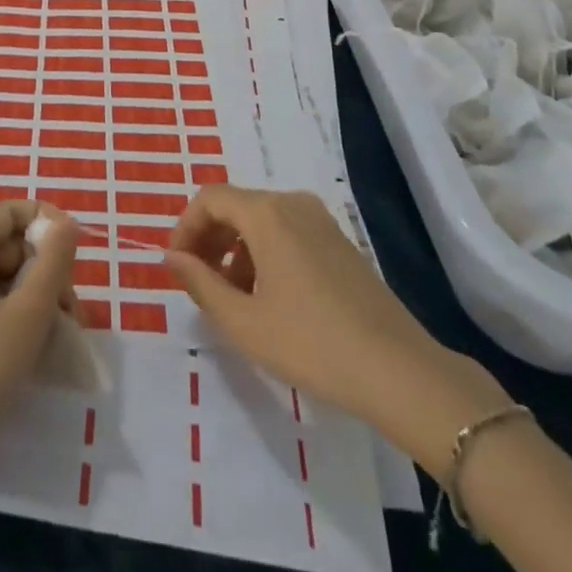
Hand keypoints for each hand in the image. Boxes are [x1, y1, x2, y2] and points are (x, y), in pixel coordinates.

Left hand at [0, 200, 79, 477]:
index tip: (76, 254)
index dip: (47, 222)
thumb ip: (53, 261)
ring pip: (10, 276)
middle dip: (49, 270)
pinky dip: (23, 316)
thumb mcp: (27, 312)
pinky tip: (42, 347)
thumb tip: (69, 223)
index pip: (13, 210)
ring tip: (65, 335)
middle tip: (73, 311)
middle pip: (13, 244)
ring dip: (41, 297)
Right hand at [164, 186, 508, 473]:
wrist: (400, 372)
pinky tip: (269, 300)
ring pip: (261, 221)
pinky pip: (287, 233)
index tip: (176, 267)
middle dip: (209, 240)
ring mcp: (320, 221)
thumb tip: (171, 258)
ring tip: (233, 300)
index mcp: (267, 212)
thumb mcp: (245, 321)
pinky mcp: (339, 242)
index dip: (184, 228)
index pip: (209, 199)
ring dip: (236, 251)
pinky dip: (264, 254)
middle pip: (235, 206)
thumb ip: (201, 284)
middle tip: (197, 283)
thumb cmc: (312, 343)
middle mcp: (292, 203)